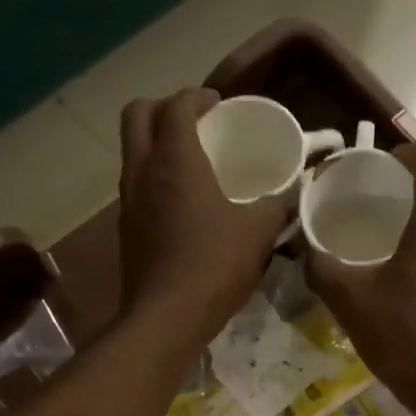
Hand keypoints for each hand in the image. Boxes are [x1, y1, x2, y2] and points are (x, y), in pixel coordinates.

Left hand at [118, 89, 292, 341]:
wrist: (167, 317)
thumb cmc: (214, 266)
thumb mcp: (258, 234)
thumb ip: (276, 208)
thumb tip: (289, 198)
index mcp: (175, 160)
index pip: (177, 105)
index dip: (197, 97)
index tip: (218, 104)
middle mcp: (142, 171)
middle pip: (137, 115)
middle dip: (163, 108)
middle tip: (194, 122)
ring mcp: (128, 202)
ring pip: (132, 152)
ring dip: (156, 145)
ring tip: (190, 162)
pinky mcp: (126, 230)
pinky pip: (136, 186)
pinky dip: (154, 179)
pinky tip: (182, 204)